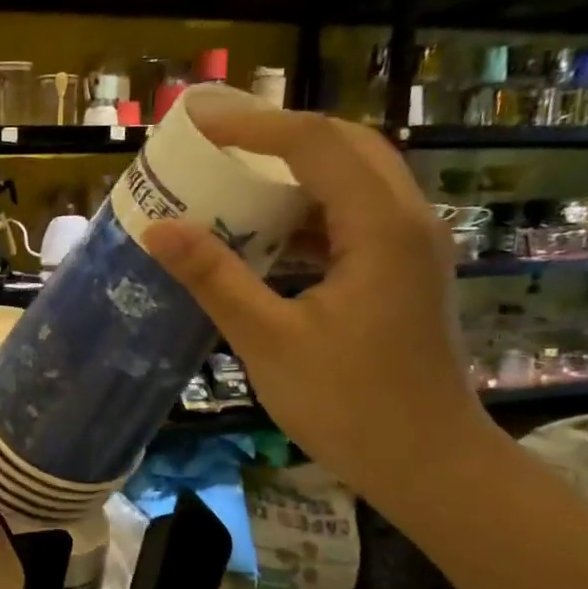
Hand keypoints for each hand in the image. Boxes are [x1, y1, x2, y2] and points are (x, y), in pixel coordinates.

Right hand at [141, 104, 501, 505]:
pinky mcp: (402, 271)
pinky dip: (307, 209)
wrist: (429, 464)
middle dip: (277, 135)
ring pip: (354, 178)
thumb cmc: (350, 405)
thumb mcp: (269, 340)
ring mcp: (411, 246)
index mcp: (380, 228)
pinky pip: (353, 216)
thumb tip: (157, 228)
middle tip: (216, 141)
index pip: (314, 145)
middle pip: (345, 145)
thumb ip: (214, 278)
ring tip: (232, 178)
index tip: (197, 123)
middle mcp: (407, 221)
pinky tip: (265, 234)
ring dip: (294, 170)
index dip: (252, 126)